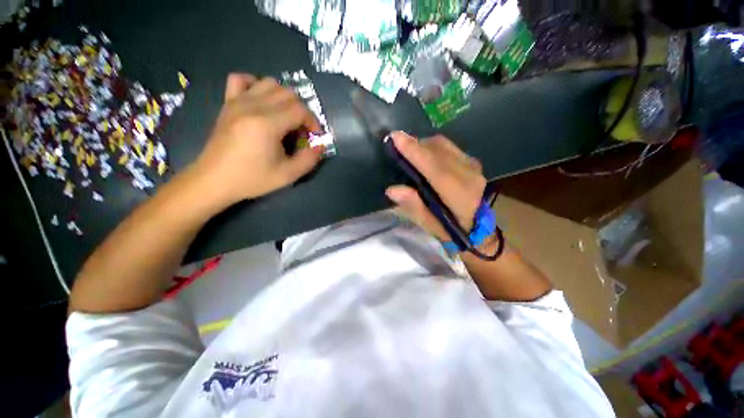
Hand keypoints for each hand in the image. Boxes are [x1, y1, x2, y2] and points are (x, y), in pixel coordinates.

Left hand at [191, 73, 324, 207]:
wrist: (215, 179)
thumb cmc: (252, 179)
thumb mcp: (288, 175)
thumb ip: (309, 159)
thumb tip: (321, 145)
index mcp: (267, 124)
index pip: (300, 109)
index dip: (313, 122)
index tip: (313, 137)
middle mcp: (253, 106)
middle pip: (288, 93)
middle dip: (302, 111)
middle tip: (300, 130)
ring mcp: (237, 101)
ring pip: (269, 83)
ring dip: (284, 98)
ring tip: (285, 117)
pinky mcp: (228, 103)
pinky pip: (241, 79)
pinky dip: (255, 84)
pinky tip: (261, 101)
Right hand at [385, 131, 485, 241]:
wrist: (477, 228)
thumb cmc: (451, 230)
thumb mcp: (429, 225)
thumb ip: (413, 207)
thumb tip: (392, 190)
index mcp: (459, 195)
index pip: (435, 168)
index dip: (415, 152)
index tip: (395, 137)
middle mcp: (469, 175)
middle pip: (438, 150)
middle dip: (415, 144)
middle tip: (396, 143)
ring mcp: (473, 165)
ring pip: (443, 145)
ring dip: (423, 144)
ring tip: (408, 150)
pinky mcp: (472, 161)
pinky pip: (448, 146)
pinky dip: (432, 146)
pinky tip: (423, 153)